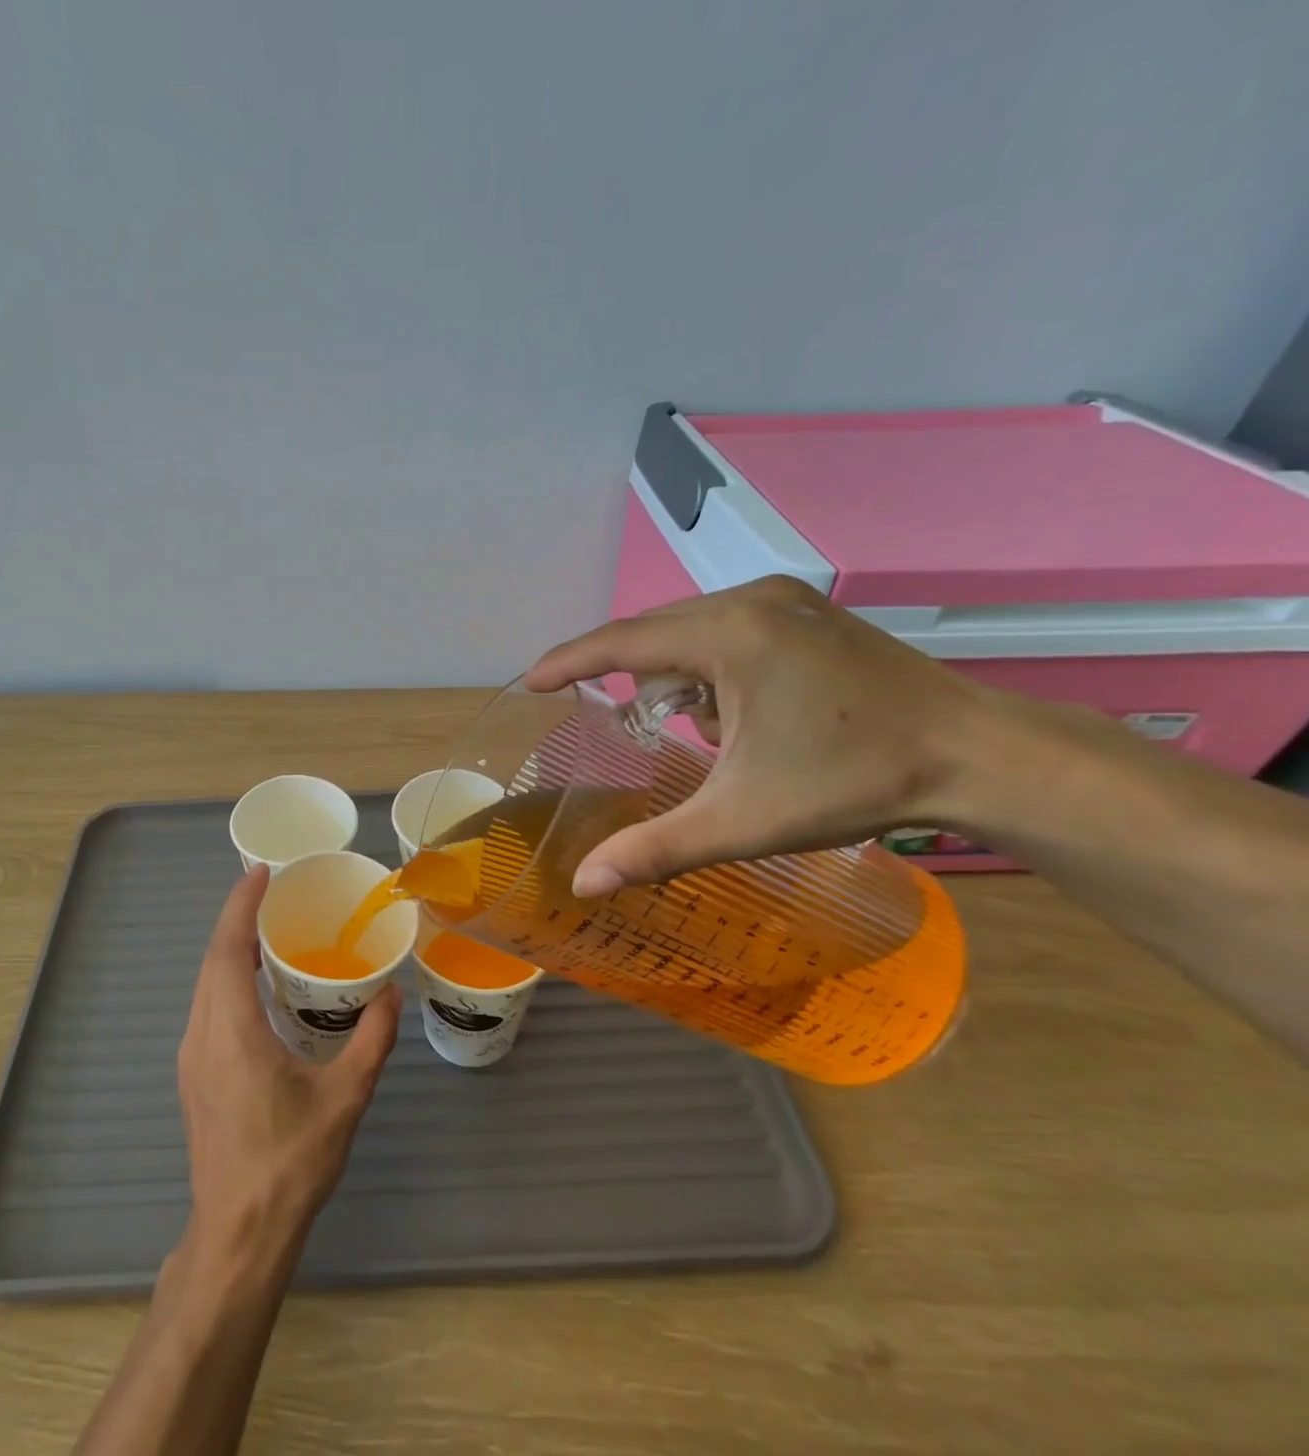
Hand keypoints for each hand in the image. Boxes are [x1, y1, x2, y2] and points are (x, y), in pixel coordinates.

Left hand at [176, 866, 401, 1259]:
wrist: (237, 1234)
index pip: (227, 949)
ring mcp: (192, 1058)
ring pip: (205, 985)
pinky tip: (258, 988)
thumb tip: (391, 994)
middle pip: (211, 960)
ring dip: (230, 950)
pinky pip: (207, 1008)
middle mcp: (202, 1035)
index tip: (260, 872)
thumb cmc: (290, 1163)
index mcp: (232, 1031)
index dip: (240, 905)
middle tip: (273, 894)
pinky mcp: (194, 1076)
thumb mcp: (345, 1098)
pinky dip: (226, 979)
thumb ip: (371, 1041)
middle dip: (237, 919)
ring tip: (269, 932)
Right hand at [526, 575, 992, 894]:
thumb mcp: (743, 820)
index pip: (623, 642)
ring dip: (677, 680)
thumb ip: (655, 848)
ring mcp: (784, 598)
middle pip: (654, 634)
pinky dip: (710, 669)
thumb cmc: (853, 783)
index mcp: (731, 635)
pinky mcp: (806, 610)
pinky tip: (741, 711)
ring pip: (689, 632)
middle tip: (627, 729)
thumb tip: (583, 884)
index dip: (569, 661)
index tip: (531, 681)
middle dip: (632, 681)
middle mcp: (752, 599)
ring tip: (709, 733)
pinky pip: (724, 630)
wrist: (978, 756)